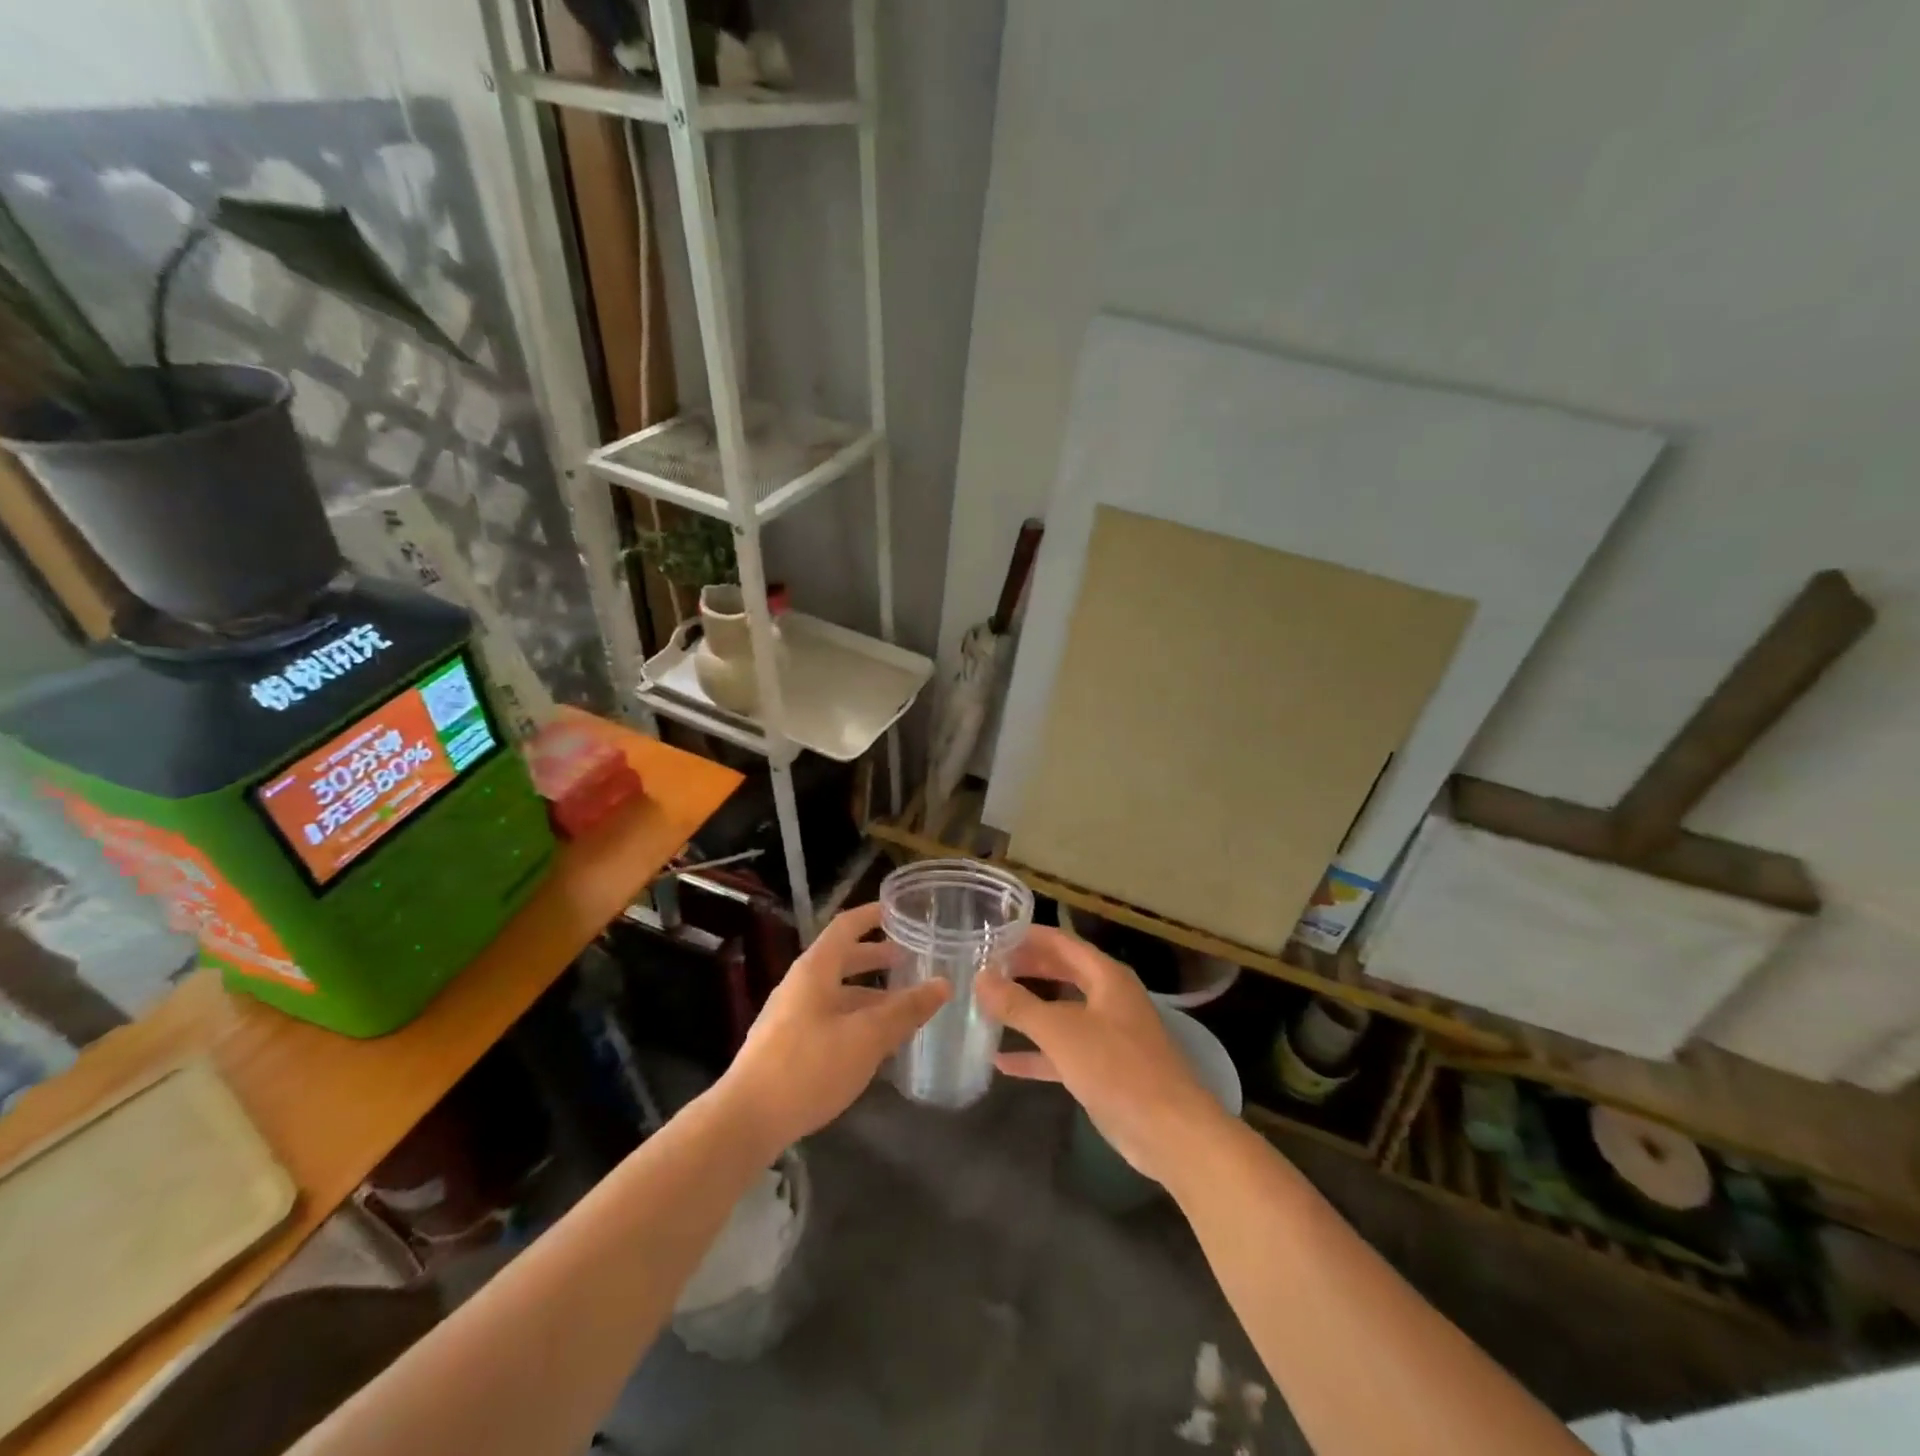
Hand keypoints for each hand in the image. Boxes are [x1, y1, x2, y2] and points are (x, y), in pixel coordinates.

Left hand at [718, 902, 949, 1154]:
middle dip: (875, 958)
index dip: (871, 915)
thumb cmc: (808, 1066)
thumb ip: (905, 1010)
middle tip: (909, 961)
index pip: (845, 927)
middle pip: (841, 960)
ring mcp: (789, 1017)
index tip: (898, 910)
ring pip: (836, 994)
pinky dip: (854, 1021)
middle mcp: (800, 985)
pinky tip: (873, 1047)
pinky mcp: (785, 1047)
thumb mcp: (866, 1037)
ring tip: (901, 1009)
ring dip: (868, 996)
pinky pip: (828, 1020)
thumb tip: (942, 984)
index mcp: (815, 970)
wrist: (746, 1120)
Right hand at [975, 926, 1230, 1183]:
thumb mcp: (1061, 1031)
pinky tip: (1002, 1061)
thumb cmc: (1117, 1068)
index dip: (1027, 936)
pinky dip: (1035, 1053)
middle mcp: (1108, 998)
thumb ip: (1019, 1004)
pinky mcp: (1103, 1070)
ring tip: (986, 1006)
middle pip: (1060, 973)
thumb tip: (981, 978)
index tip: (991, 935)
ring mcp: (1107, 1035)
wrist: (1170, 1132)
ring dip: (1027, 1010)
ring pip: (1060, 1012)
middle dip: (1024, 969)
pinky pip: (1062, 1052)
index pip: (1061, 942)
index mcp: (1105, 976)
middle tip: (984, 968)